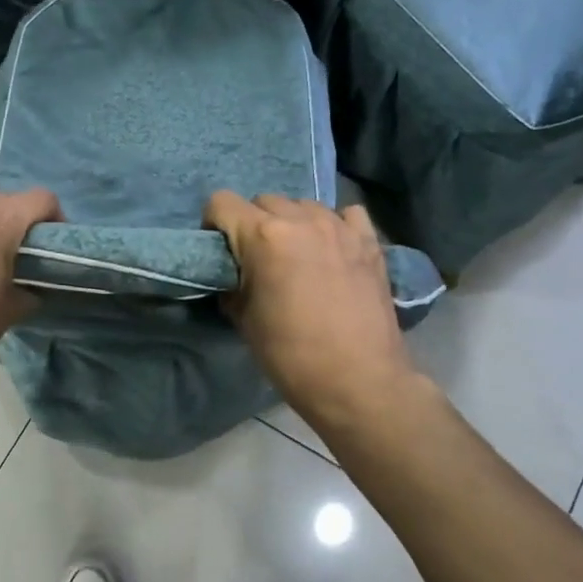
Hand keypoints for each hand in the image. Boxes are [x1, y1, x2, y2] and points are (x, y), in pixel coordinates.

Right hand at [204, 191, 422, 429]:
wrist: (358, 381)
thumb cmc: (291, 355)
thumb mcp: (245, 321)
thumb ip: (234, 284)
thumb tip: (234, 275)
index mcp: (264, 236)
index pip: (222, 202)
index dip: (214, 223)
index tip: (220, 248)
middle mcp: (301, 219)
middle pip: (264, 200)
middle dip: (253, 223)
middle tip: (257, 257)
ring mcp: (339, 227)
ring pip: (303, 205)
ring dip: (292, 222)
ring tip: (297, 254)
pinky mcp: (369, 241)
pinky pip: (346, 214)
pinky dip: (334, 225)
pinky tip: (333, 249)